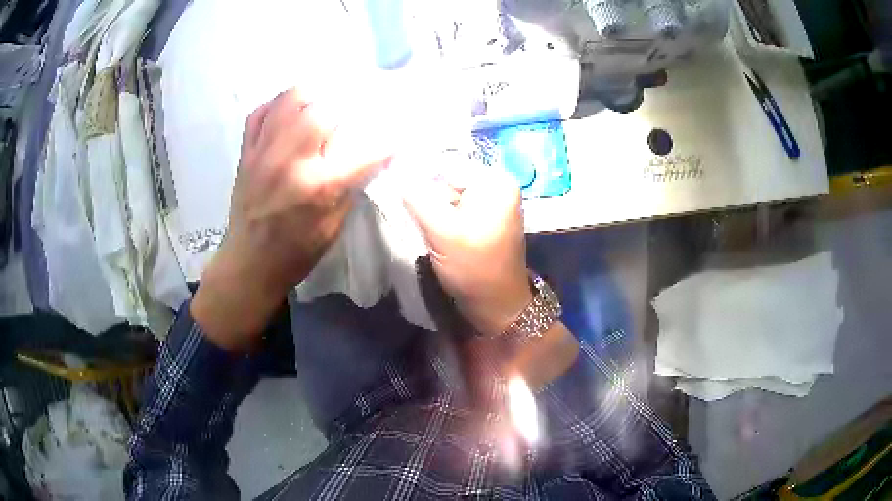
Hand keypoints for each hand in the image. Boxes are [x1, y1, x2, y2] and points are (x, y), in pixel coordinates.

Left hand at [192, 89, 389, 350]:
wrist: (250, 262)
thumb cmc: (297, 251)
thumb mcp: (335, 225)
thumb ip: (351, 185)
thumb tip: (369, 155)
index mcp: (319, 186)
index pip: (365, 149)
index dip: (385, 141)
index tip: (392, 139)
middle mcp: (291, 161)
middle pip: (323, 110)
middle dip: (345, 109)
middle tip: (349, 117)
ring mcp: (264, 152)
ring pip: (290, 99)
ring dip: (312, 97)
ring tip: (320, 105)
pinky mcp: (246, 152)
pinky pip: (260, 112)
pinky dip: (277, 106)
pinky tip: (288, 113)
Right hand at [403, 166, 531, 336]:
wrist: (496, 307)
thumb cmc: (475, 269)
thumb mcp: (443, 231)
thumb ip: (417, 197)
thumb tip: (394, 166)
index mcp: (495, 182)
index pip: (447, 163)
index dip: (418, 174)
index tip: (393, 187)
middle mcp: (496, 186)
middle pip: (447, 178)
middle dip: (424, 193)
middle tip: (407, 211)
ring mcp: (489, 204)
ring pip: (446, 194)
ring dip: (429, 207)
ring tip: (418, 223)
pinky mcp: (481, 220)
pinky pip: (452, 209)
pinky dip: (438, 217)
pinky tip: (429, 229)